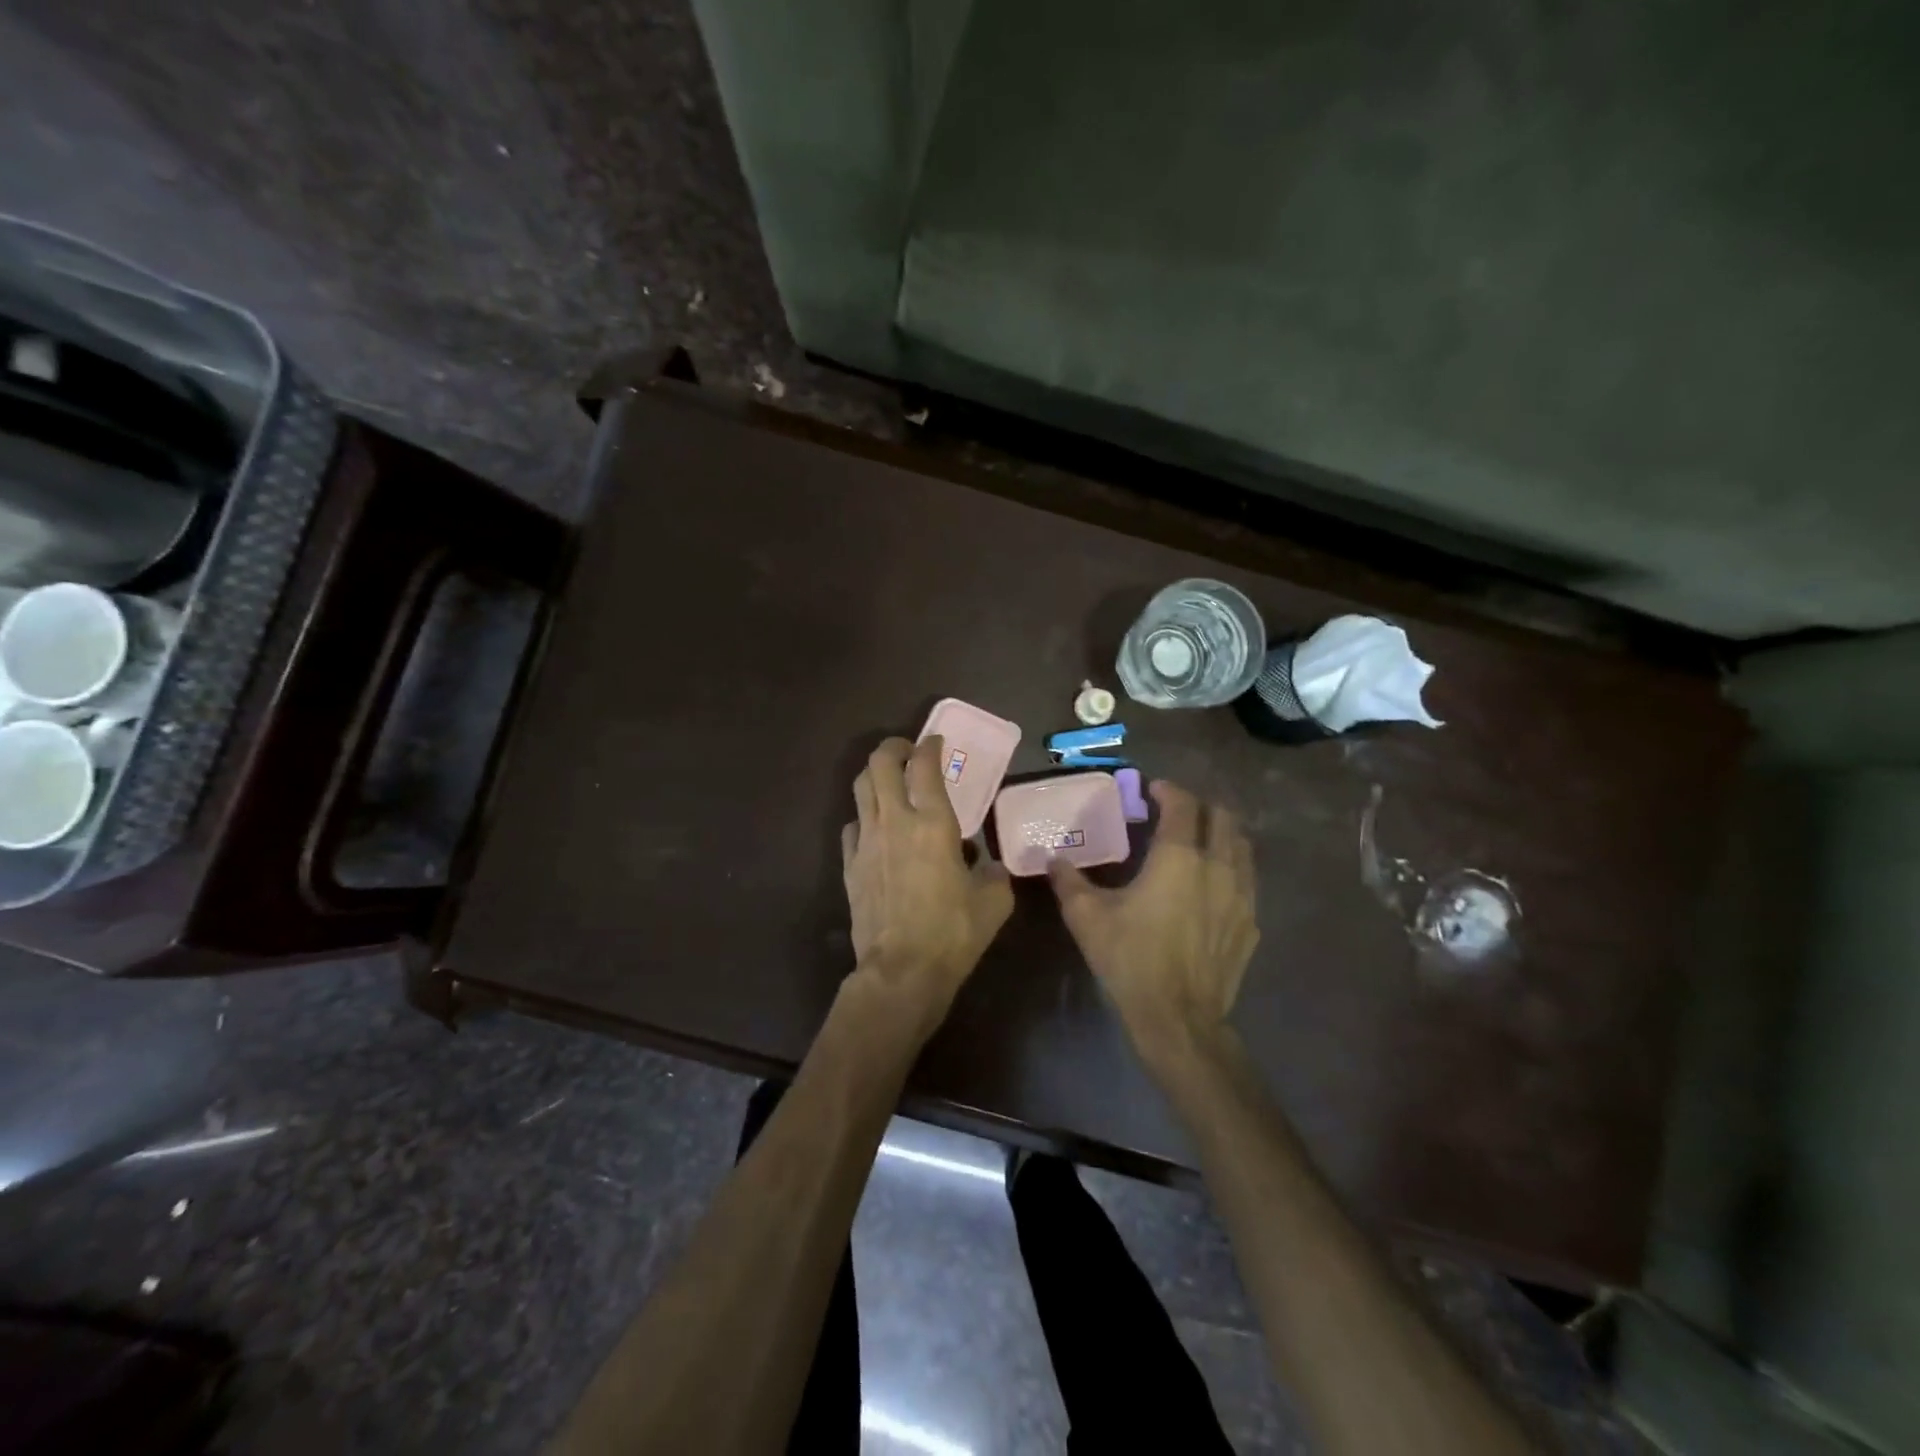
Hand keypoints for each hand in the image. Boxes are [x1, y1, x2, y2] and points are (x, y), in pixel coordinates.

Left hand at [841, 736, 1013, 1027]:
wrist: (901, 970)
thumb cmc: (952, 933)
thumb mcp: (994, 902)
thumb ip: (994, 873)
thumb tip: (988, 865)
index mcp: (933, 823)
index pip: (925, 766)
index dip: (930, 746)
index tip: (936, 742)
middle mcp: (894, 821)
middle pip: (880, 763)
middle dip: (893, 747)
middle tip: (907, 751)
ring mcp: (866, 842)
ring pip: (861, 788)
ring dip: (875, 775)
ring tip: (890, 781)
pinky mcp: (850, 865)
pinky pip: (852, 826)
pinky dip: (864, 817)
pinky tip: (875, 829)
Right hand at [1049, 780, 1258, 1059]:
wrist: (1178, 1018)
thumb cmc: (1131, 959)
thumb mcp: (1087, 917)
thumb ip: (1068, 881)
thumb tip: (1053, 859)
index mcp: (1179, 857)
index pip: (1182, 805)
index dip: (1167, 790)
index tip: (1151, 789)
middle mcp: (1218, 866)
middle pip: (1222, 817)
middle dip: (1199, 806)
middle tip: (1175, 812)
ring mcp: (1242, 896)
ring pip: (1241, 847)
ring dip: (1221, 834)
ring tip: (1198, 841)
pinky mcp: (1250, 924)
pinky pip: (1247, 881)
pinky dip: (1231, 869)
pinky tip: (1213, 887)